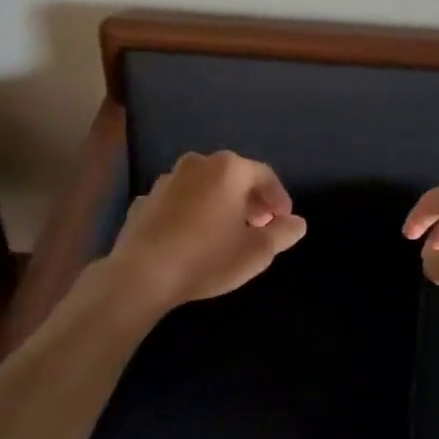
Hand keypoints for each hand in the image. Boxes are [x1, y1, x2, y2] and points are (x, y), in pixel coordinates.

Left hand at [103, 151, 307, 311]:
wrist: (142, 274)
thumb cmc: (208, 257)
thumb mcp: (256, 252)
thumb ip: (282, 233)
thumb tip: (297, 223)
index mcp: (229, 169)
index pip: (264, 175)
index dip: (278, 197)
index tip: (284, 220)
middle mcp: (198, 164)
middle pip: (233, 176)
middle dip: (249, 199)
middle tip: (259, 225)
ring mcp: (167, 180)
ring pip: (203, 187)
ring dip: (219, 204)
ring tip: (225, 232)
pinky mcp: (145, 200)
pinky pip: (178, 202)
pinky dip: (190, 213)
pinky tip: (192, 238)